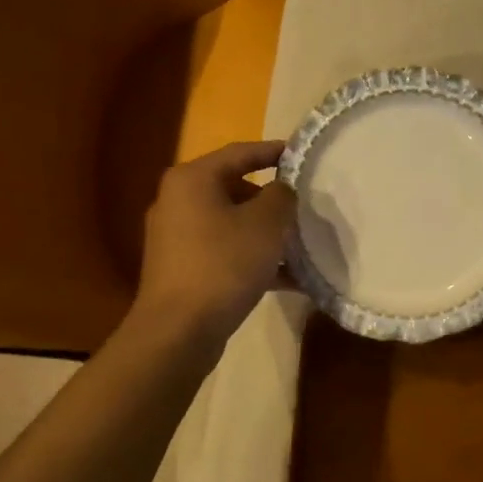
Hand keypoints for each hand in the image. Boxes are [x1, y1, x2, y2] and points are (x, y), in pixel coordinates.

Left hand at [134, 140, 297, 346]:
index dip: (273, 151)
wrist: (179, 330)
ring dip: (266, 235)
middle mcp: (178, 201)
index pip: (240, 153)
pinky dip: (253, 260)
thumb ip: (281, 197)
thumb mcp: (265, 224)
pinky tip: (288, 280)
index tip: (301, 155)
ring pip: (232, 225)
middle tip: (304, 209)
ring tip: (302, 247)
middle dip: (272, 201)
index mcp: (193, 179)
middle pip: (234, 189)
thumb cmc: (223, 264)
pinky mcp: (182, 269)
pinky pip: (225, 253)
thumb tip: (280, 191)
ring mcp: (177, 238)